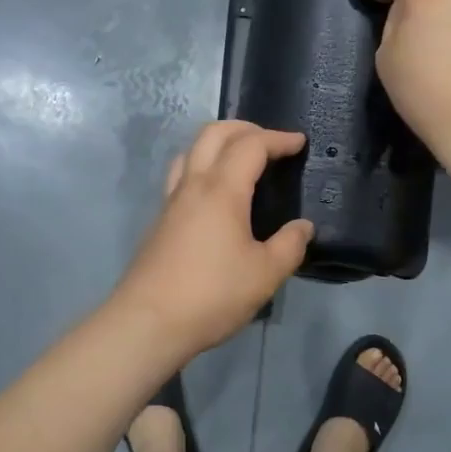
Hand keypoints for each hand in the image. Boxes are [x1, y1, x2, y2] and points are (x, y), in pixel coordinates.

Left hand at [110, 121, 313, 358]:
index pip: (251, 146)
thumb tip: (303, 227)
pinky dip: (202, 166)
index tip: (299, 142)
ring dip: (218, 143)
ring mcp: (171, 201)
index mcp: (221, 190)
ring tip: (240, 159)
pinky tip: (215, 194)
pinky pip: (181, 175)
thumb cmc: (212, 294)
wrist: (147, 323)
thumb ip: (289, 246)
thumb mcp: (265, 274)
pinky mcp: (160, 221)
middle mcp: (193, 185)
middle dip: (245, 128)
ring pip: (191, 151)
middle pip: (213, 134)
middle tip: (270, 142)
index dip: (278, 139)